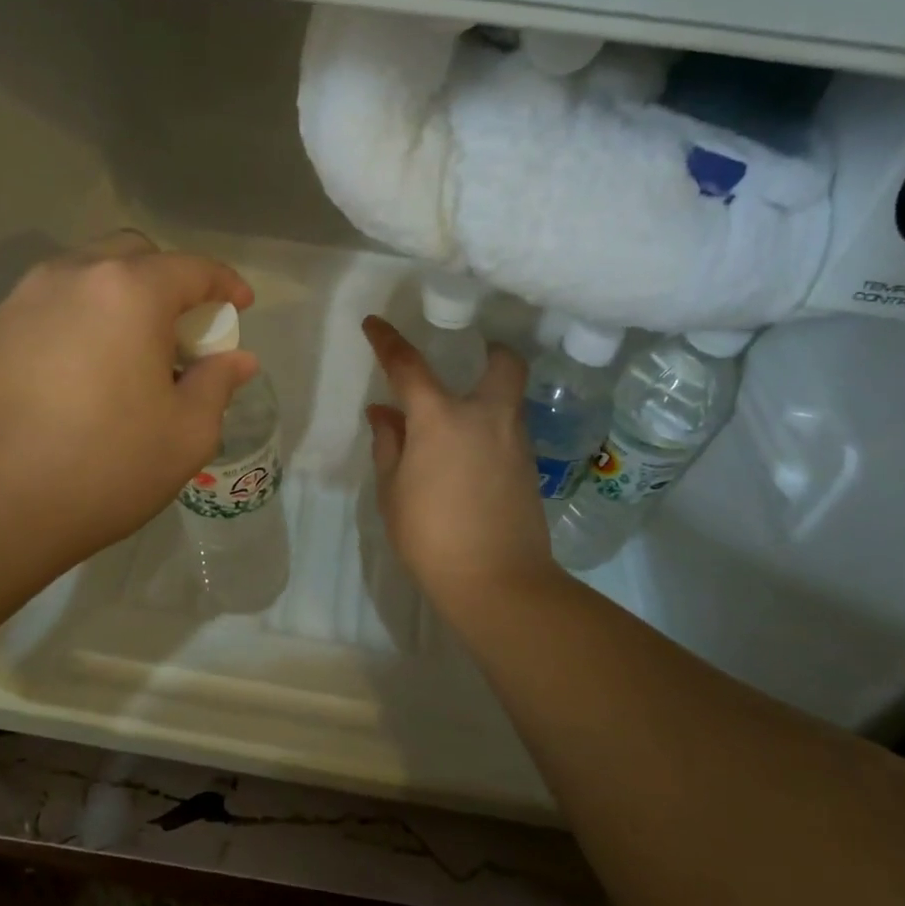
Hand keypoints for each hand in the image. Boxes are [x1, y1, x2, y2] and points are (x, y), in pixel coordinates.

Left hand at [0, 232, 255, 572]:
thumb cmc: (105, 466)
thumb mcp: (186, 434)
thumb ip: (217, 384)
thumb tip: (238, 360)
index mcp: (130, 292)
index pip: (192, 269)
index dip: (225, 284)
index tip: (241, 307)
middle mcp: (74, 276)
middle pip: (135, 256)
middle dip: (170, 283)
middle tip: (184, 333)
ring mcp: (27, 298)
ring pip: (89, 274)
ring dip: (124, 296)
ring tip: (135, 351)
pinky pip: (56, 302)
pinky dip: (86, 315)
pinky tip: (90, 367)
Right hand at [362, 315, 561, 621]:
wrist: (498, 581)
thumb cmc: (431, 535)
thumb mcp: (393, 491)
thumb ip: (389, 444)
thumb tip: (384, 414)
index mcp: (441, 418)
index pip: (409, 365)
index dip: (388, 341)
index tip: (374, 324)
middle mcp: (486, 416)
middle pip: (503, 362)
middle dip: (489, 351)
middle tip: (468, 360)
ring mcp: (515, 440)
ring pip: (510, 397)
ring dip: (488, 394)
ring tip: (458, 419)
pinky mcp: (530, 467)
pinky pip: (510, 429)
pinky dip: (491, 428)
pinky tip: (471, 455)